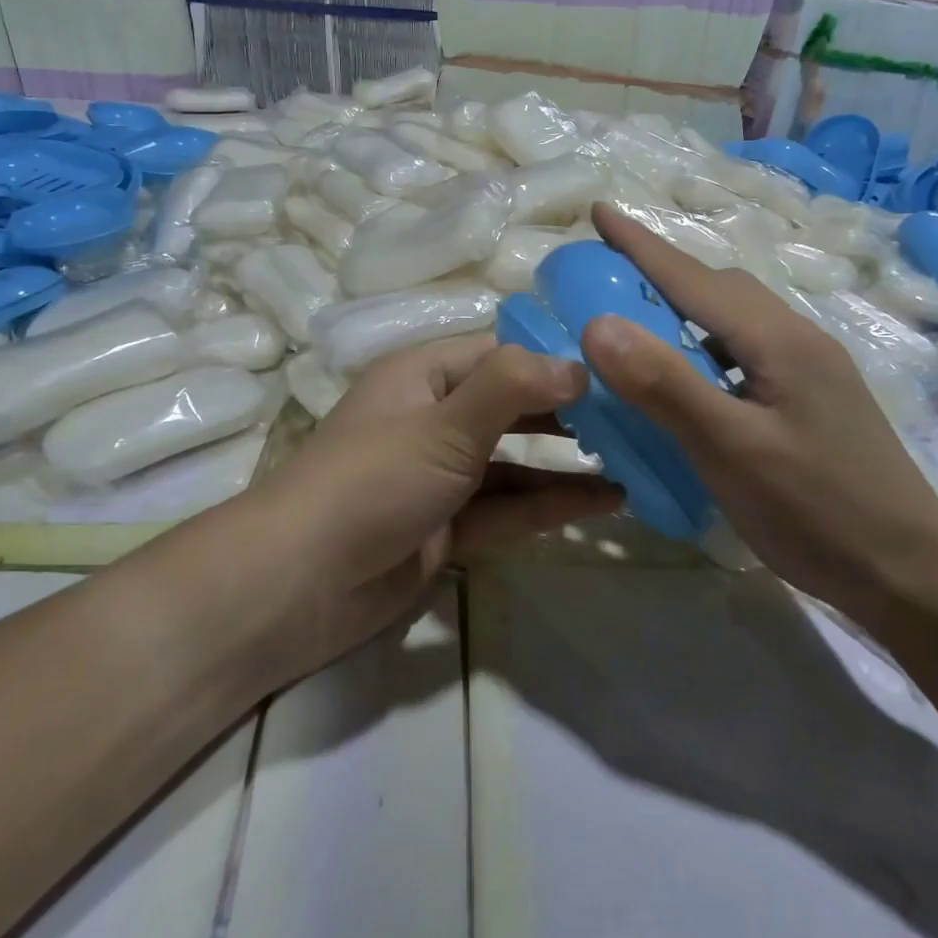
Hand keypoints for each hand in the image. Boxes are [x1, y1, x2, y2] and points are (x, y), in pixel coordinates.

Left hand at [251, 336, 622, 680]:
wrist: (299, 585)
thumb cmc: (371, 481)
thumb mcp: (443, 425)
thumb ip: (512, 388)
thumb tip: (581, 365)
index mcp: (423, 376)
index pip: (501, 352)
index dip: (556, 356)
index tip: (620, 365)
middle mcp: (434, 418)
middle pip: (513, 405)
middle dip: (570, 410)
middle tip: (639, 414)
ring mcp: (441, 476)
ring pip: (516, 461)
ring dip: (568, 462)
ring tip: (636, 459)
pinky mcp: (448, 527)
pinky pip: (508, 507)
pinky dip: (550, 504)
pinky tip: (604, 502)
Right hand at [579, 203, 937, 619]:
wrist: (911, 575)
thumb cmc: (817, 512)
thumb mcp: (732, 450)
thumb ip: (666, 385)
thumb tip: (597, 324)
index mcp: (778, 339)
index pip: (694, 278)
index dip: (641, 244)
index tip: (599, 211)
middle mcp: (797, 339)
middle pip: (718, 289)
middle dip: (659, 274)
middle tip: (606, 282)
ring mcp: (810, 369)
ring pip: (734, 320)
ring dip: (683, 312)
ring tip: (638, 330)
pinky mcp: (812, 399)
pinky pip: (745, 352)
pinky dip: (704, 349)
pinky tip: (690, 382)